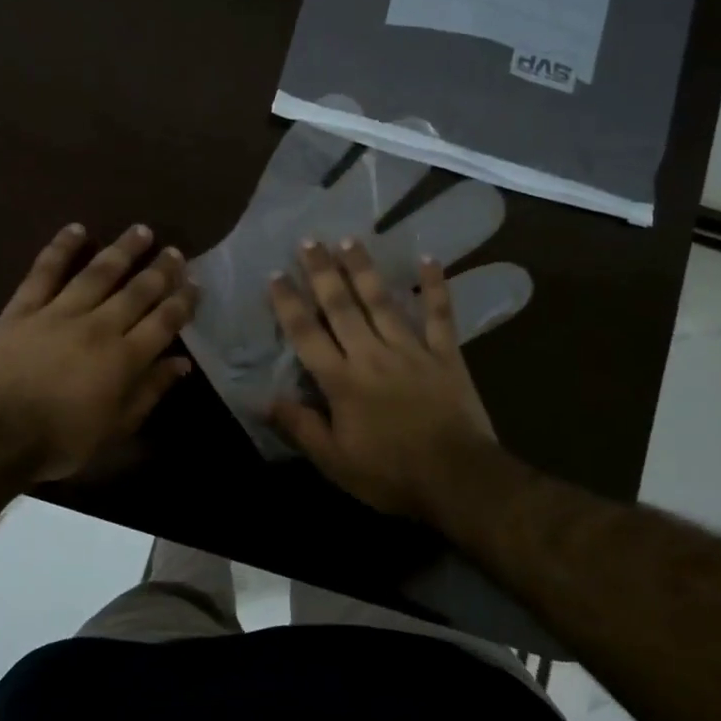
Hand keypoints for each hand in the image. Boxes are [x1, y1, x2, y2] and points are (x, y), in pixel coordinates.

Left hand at [0, 223, 197, 480]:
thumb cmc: (62, 440)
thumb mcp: (116, 428)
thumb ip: (150, 391)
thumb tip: (181, 363)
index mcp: (124, 358)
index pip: (163, 321)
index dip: (182, 301)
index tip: (195, 284)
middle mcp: (98, 326)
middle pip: (137, 291)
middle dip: (161, 270)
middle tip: (175, 252)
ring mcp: (59, 313)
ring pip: (98, 273)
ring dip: (122, 250)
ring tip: (141, 231)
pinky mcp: (24, 308)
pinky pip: (45, 271)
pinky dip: (61, 248)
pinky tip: (76, 229)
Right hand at [267, 238, 495, 519]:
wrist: (458, 480)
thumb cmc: (391, 475)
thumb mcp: (334, 462)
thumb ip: (300, 426)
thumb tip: (263, 399)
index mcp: (341, 380)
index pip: (307, 334)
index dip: (288, 303)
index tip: (275, 275)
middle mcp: (372, 354)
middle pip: (342, 306)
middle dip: (322, 272)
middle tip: (309, 241)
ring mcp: (411, 350)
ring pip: (382, 301)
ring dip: (364, 269)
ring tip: (350, 240)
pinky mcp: (446, 355)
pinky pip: (439, 315)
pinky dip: (435, 286)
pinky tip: (429, 259)